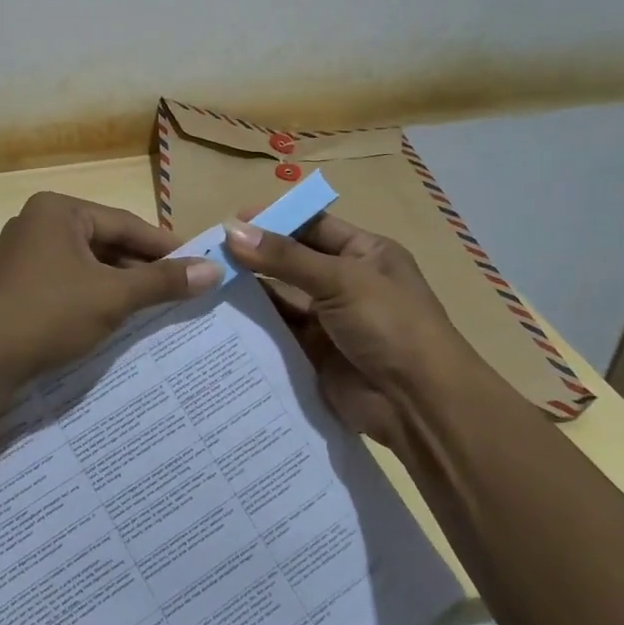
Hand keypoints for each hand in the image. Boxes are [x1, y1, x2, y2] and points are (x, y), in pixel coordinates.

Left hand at [0, 192, 222, 382]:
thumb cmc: (48, 314)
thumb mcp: (112, 297)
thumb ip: (161, 281)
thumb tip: (213, 269)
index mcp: (59, 210)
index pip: (126, 223)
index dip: (165, 246)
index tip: (199, 264)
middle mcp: (39, 223)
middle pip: (106, 242)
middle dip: (142, 268)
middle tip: (183, 289)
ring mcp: (24, 254)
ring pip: (87, 265)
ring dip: (120, 285)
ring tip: (158, 308)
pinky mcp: (17, 285)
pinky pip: (68, 282)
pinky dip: (94, 297)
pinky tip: (117, 320)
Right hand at [222, 213, 484, 451]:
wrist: (418, 404)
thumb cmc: (389, 324)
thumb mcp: (340, 280)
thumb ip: (285, 257)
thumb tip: (232, 230)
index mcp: (365, 254)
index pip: (313, 226)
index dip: (275, 220)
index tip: (231, 220)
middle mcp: (346, 282)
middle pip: (292, 260)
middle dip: (255, 256)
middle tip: (208, 253)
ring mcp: (329, 319)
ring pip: (281, 297)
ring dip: (250, 290)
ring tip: (205, 282)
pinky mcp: (314, 352)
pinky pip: (278, 331)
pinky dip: (253, 324)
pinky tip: (220, 316)